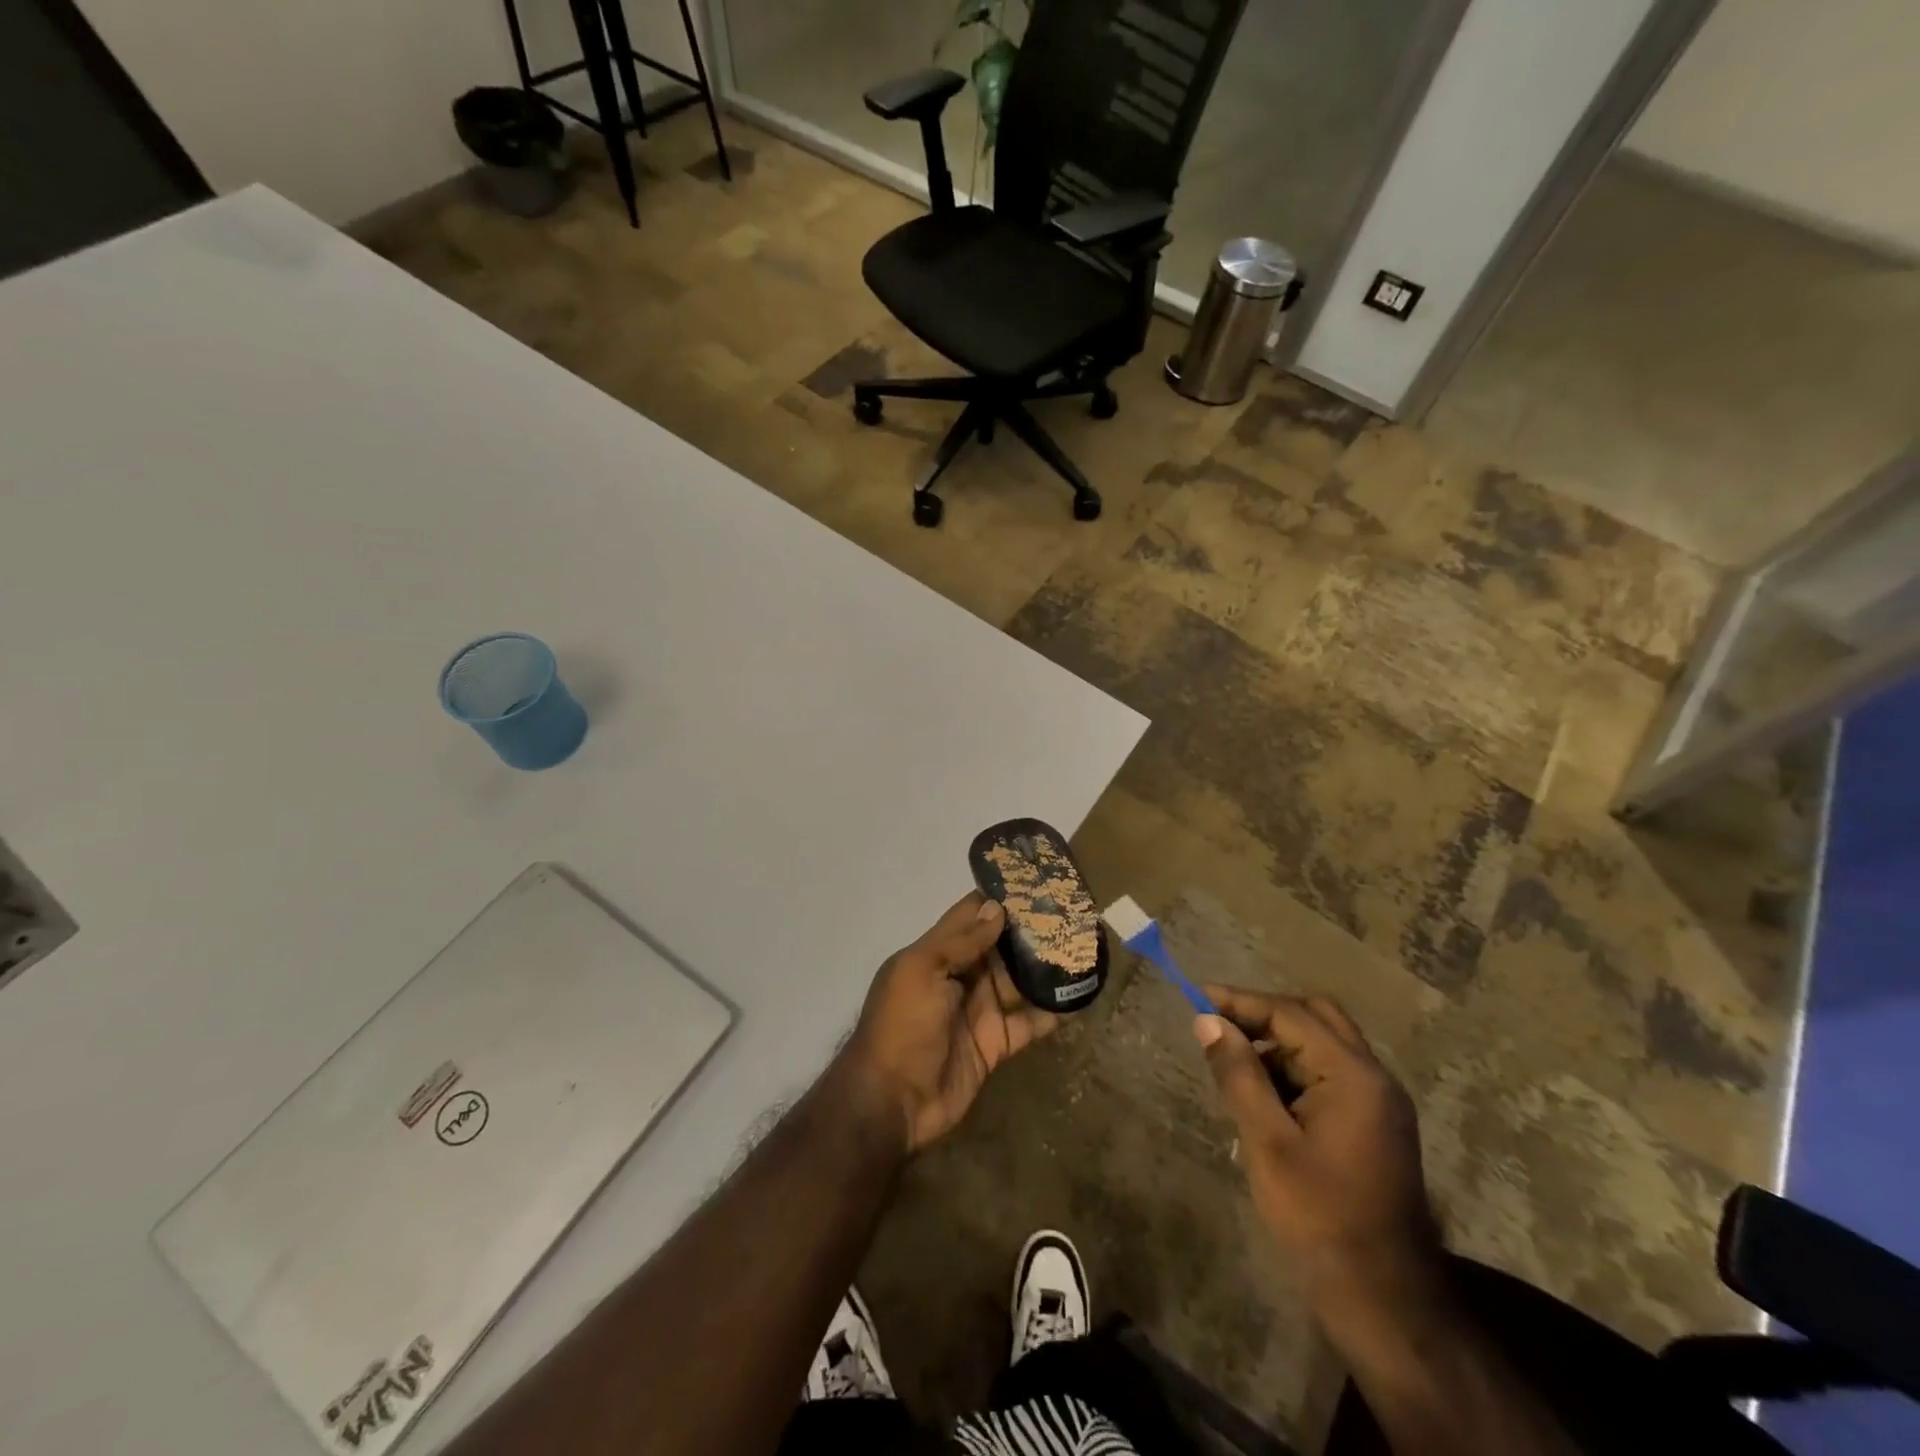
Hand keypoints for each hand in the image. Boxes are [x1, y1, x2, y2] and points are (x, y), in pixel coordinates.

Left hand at [838, 891, 1059, 1154]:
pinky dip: (1052, 1011)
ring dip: (1045, 967)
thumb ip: (959, 941)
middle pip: (1000, 946)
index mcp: (936, 954)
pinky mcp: (996, 1044)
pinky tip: (1080, 996)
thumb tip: (997, 908)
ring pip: (1019, 981)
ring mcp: (980, 1011)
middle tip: (1071, 912)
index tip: (1034, 880)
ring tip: (1084, 946)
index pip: (970, 916)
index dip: (998, 899)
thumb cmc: (902, 1025)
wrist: (893, 1101)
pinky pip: (1029, 1022)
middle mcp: (960, 977)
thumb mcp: (921, 972)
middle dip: (1030, 930)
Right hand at [1194, 988, 1442, 1325]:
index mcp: (1353, 1075)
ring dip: (1278, 1042)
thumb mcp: (1268, 1142)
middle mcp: (1374, 1077)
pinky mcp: (1374, 1124)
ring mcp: (1379, 1102)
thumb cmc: (1320, 1217)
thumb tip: (1207, 1021)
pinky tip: (1263, 1093)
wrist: (1384, 1300)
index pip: (1290, 1014)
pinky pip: (1330, 1074)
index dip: (1239, 1001)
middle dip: (1263, 1014)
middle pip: (1315, 1016)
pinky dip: (1295, 1069)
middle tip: (1218, 1024)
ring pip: (1323, 1043)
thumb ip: (1238, 1074)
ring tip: (1232, 1061)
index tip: (1195, 996)